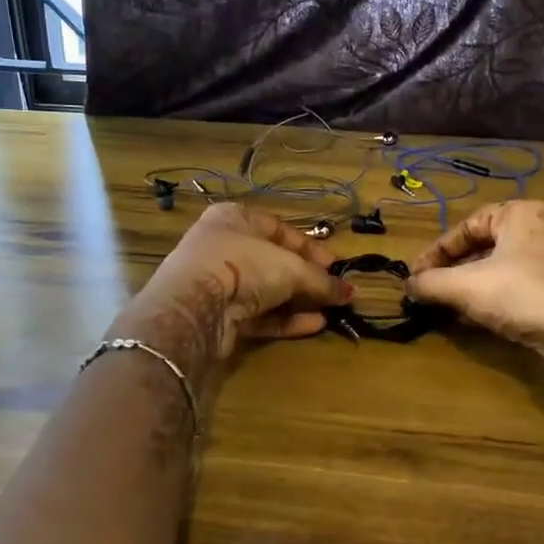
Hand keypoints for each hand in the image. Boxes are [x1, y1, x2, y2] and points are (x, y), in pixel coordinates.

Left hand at [114, 205, 347, 383]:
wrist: (194, 307)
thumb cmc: (244, 266)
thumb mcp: (291, 268)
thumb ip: (322, 280)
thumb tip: (350, 292)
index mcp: (234, 218)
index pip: (279, 229)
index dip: (310, 247)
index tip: (335, 265)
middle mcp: (222, 246)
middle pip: (272, 261)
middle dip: (305, 277)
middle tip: (333, 290)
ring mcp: (216, 283)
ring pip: (264, 291)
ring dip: (297, 301)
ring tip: (329, 310)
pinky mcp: (215, 316)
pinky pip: (256, 315)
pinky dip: (284, 320)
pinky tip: (313, 325)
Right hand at [407, 200, 543, 366]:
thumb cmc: (521, 294)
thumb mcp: (466, 286)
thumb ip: (432, 283)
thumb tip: (408, 284)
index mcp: (520, 213)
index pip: (467, 226)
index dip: (437, 251)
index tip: (418, 274)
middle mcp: (542, 228)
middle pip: (485, 246)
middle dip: (455, 270)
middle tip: (433, 290)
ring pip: (502, 268)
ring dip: (473, 286)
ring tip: (451, 306)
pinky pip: (521, 286)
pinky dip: (496, 297)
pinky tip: (479, 318)